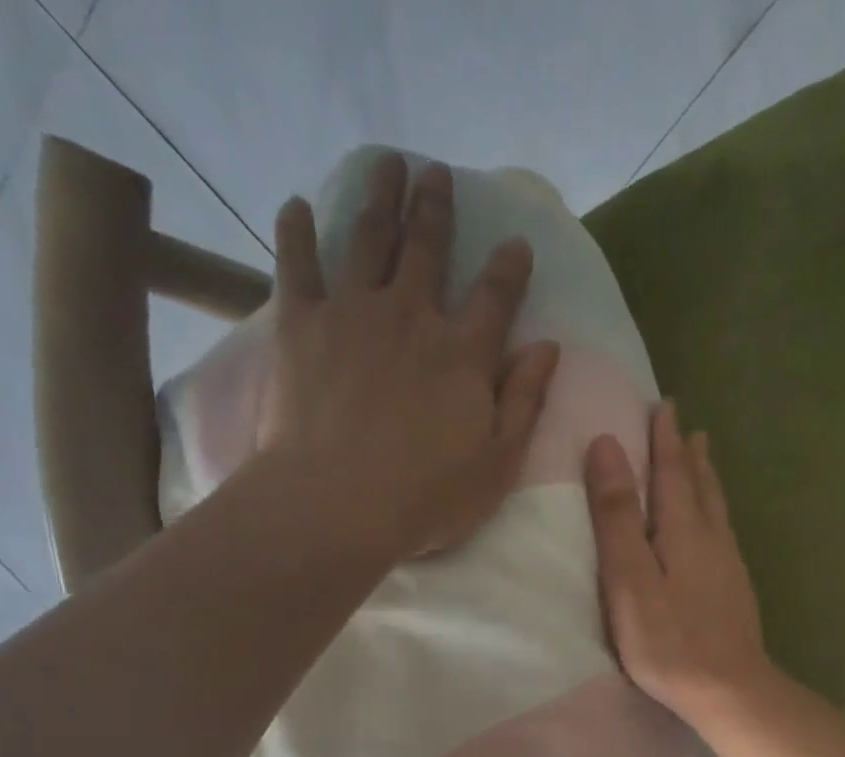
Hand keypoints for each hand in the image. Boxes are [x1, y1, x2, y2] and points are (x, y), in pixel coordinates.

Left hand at [258, 153, 560, 558]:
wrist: (337, 504)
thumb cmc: (427, 498)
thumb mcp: (498, 464)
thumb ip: (524, 402)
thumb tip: (547, 348)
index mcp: (464, 354)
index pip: (496, 296)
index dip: (509, 266)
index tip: (516, 243)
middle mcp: (411, 316)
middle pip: (427, 248)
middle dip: (436, 207)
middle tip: (437, 173)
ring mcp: (352, 313)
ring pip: (368, 237)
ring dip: (380, 196)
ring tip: (386, 163)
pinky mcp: (300, 323)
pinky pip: (296, 263)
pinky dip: (296, 230)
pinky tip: (298, 205)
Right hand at [585, 403, 770, 723]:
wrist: (729, 689)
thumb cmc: (668, 640)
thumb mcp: (629, 578)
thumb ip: (617, 516)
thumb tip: (606, 446)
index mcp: (682, 530)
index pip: (670, 472)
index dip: (663, 440)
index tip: (662, 406)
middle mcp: (712, 539)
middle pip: (700, 485)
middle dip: (688, 453)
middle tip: (686, 425)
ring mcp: (729, 566)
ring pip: (717, 509)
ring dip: (707, 478)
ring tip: (704, 456)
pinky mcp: (736, 592)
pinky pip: (724, 533)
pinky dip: (716, 512)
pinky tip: (716, 525)